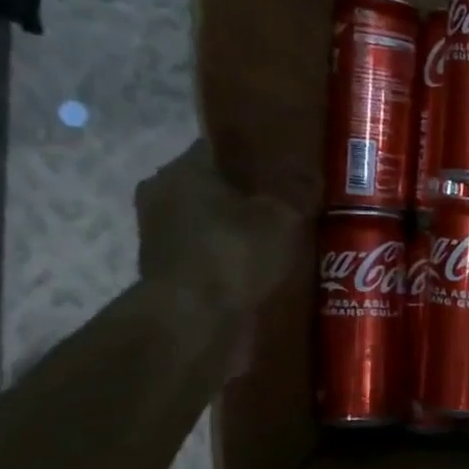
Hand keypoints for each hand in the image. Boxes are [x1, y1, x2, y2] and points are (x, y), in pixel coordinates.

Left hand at [135, 141, 305, 317]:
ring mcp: (159, 236)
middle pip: (215, 186)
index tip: (288, 166)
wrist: (193, 322)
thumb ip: (298, 189)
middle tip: (291, 205)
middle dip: (250, 196)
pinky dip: (232, 257)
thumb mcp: (283, 216)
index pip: (221, 147)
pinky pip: (208, 253)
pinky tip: (262, 267)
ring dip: (240, 229)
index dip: (257, 154)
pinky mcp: (168, 272)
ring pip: (211, 221)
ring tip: (282, 239)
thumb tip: (309, 169)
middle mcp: (162, 195)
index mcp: (182, 169)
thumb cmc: (235, 253)